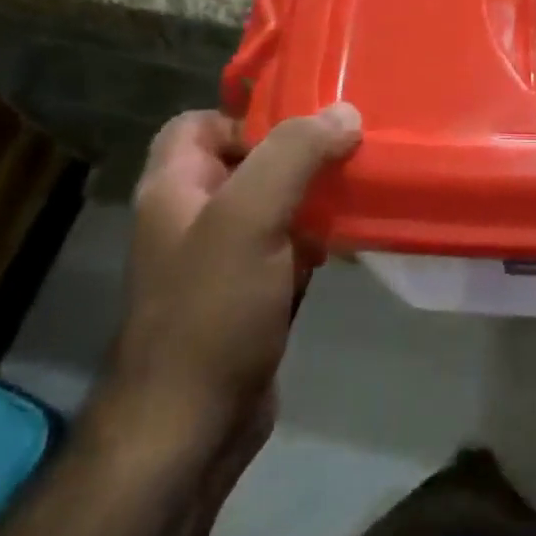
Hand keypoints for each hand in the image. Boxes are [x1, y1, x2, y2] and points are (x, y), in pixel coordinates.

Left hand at [99, 104, 361, 470]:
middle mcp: (193, 217)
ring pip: (272, 206)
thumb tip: (344, 112)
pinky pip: (286, 247)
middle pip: (245, 163)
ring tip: (361, 186)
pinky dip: (315, 238)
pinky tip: (349, 240)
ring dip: (312, 196)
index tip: (306, 127)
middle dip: (296, 154)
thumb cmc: (212, 310)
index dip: (248, 117)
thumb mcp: (250, 218)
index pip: (199, 123)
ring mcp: (221, 260)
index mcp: (174, 188)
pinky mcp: (249, 294)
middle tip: (350, 150)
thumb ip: (293, 155)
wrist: (193, 423)